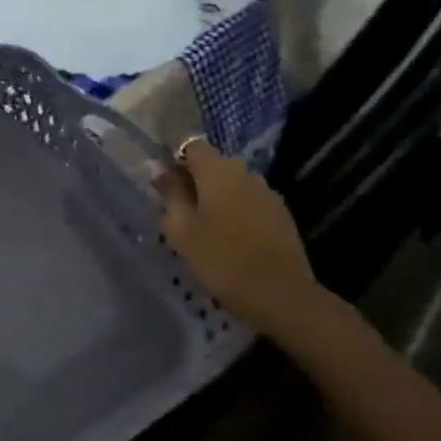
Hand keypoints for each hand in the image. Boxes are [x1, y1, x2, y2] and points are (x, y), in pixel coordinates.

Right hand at [157, 138, 319, 339]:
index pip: (192, 146)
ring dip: (215, 197)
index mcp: (218, 172)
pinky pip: (249, 202)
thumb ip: (170, 194)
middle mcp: (246, 173)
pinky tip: (228, 238)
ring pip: (232, 185)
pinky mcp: (282, 215)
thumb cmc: (220, 258)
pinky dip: (235, 212)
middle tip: (177, 211)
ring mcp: (268, 194)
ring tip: (202, 227)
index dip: (174, 159)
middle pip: (214, 165)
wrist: (279, 293)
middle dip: (194, 180)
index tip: (163, 184)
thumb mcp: (181, 228)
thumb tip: (158, 167)